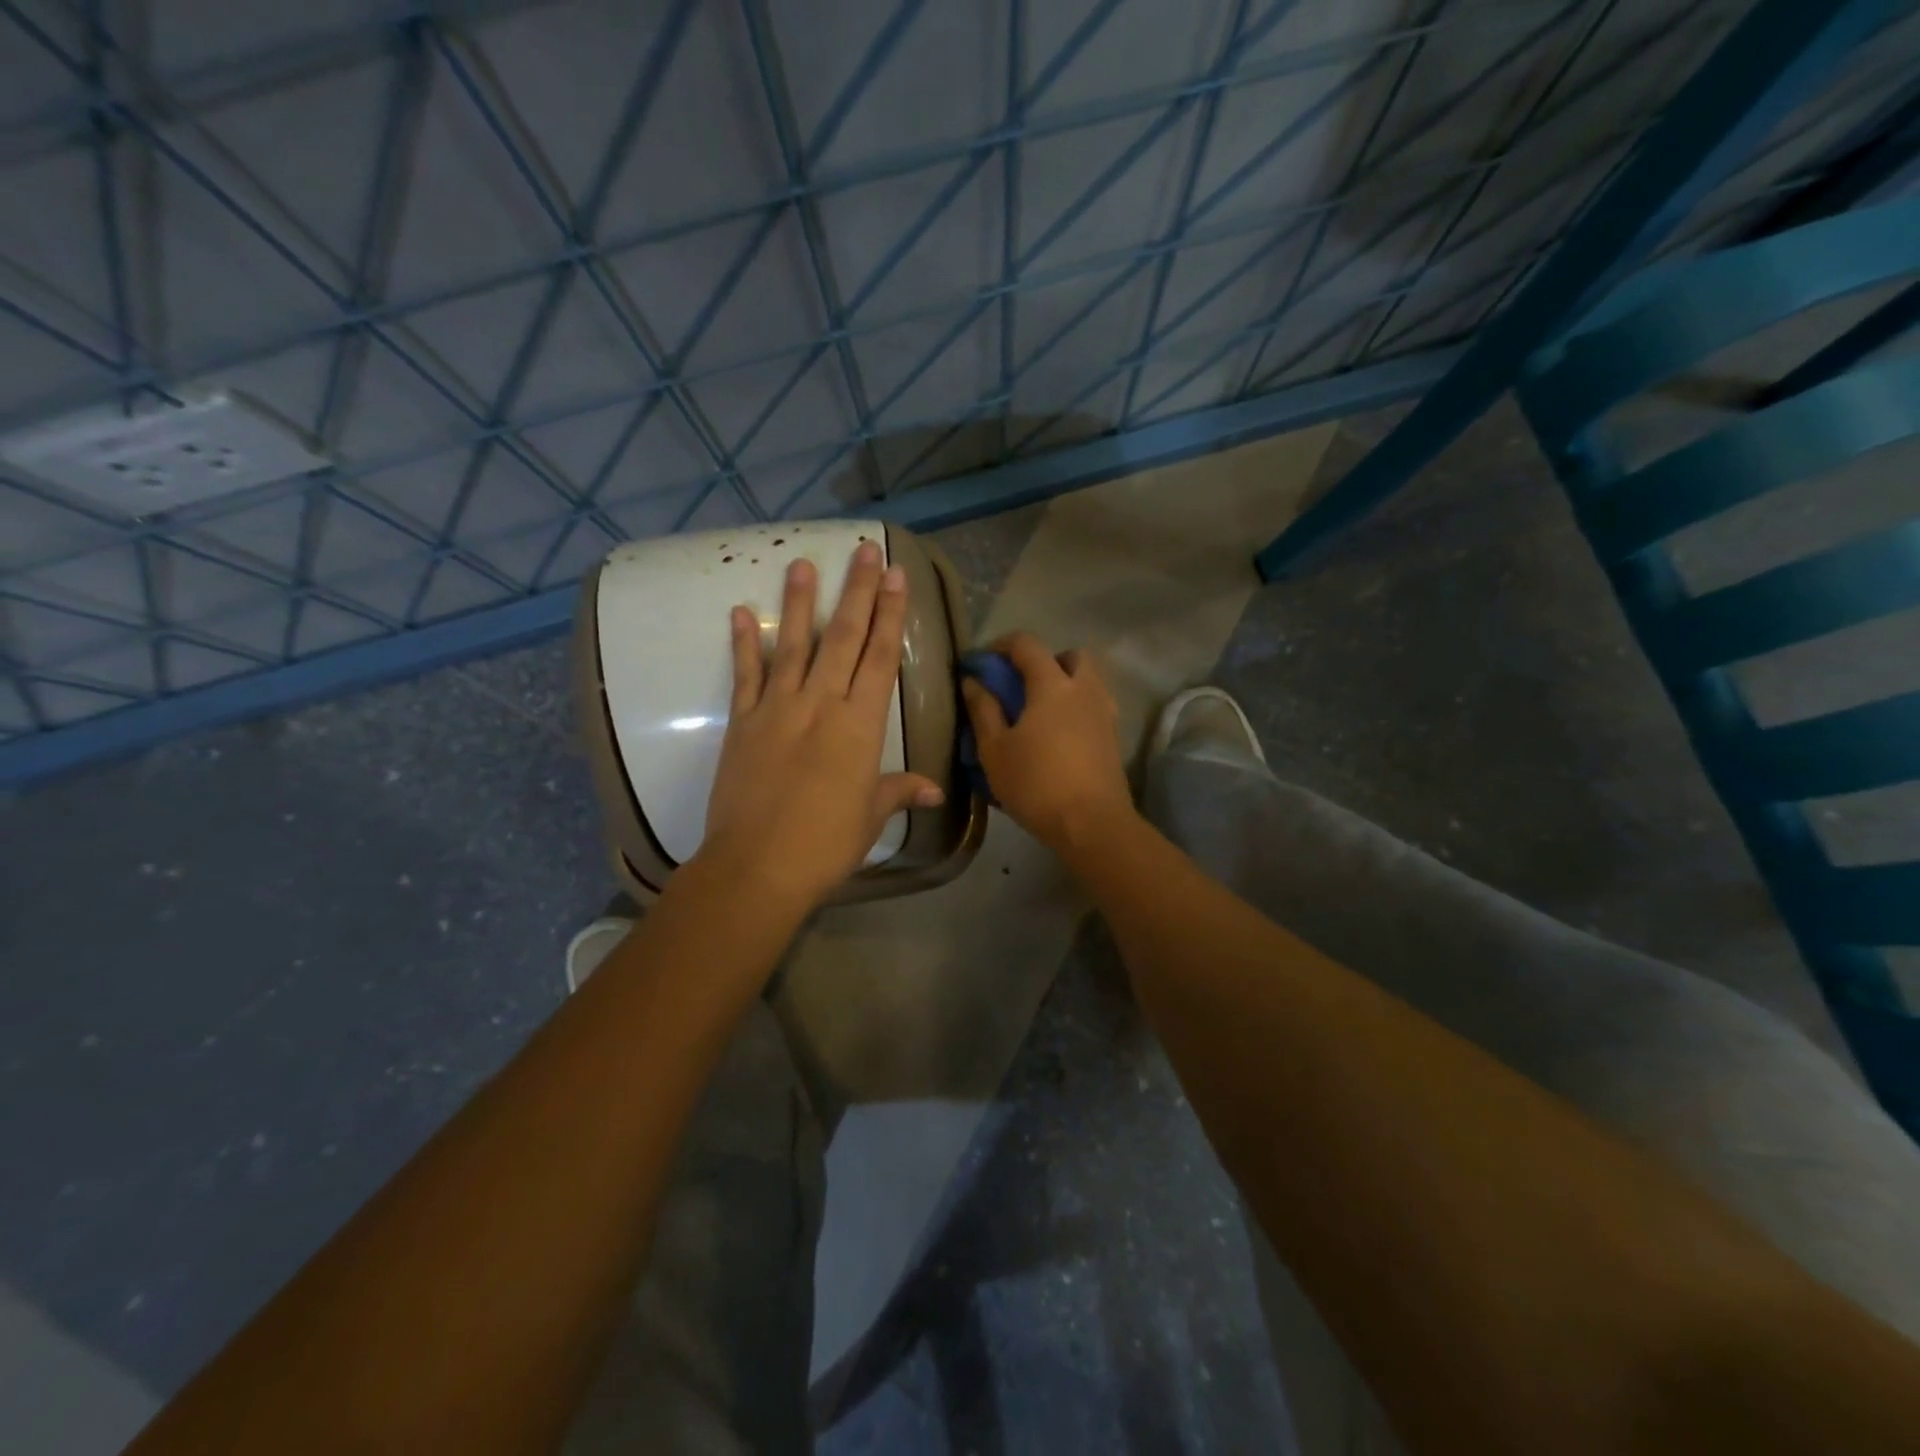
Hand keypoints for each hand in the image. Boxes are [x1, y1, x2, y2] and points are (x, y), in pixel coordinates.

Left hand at [699, 541, 944, 909]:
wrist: (757, 866)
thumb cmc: (825, 844)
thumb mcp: (870, 816)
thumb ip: (899, 791)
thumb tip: (934, 790)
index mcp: (860, 725)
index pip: (881, 657)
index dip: (891, 614)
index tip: (895, 576)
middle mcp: (821, 704)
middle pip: (844, 637)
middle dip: (857, 591)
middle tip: (863, 550)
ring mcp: (777, 708)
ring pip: (793, 644)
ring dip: (799, 601)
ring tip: (802, 562)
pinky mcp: (743, 722)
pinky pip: (745, 675)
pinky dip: (743, 643)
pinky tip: (740, 613)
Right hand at [961, 632, 1134, 852]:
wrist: (1092, 824)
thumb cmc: (1036, 784)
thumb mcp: (994, 750)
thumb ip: (983, 710)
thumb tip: (973, 681)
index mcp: (1053, 685)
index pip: (1027, 644)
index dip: (1001, 645)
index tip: (982, 663)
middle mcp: (1085, 689)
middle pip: (1070, 655)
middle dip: (1044, 661)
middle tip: (1021, 685)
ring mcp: (1105, 712)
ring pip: (1088, 680)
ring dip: (1065, 684)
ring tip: (1039, 712)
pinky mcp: (1114, 737)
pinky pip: (1094, 705)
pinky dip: (1076, 707)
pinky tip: (1057, 734)